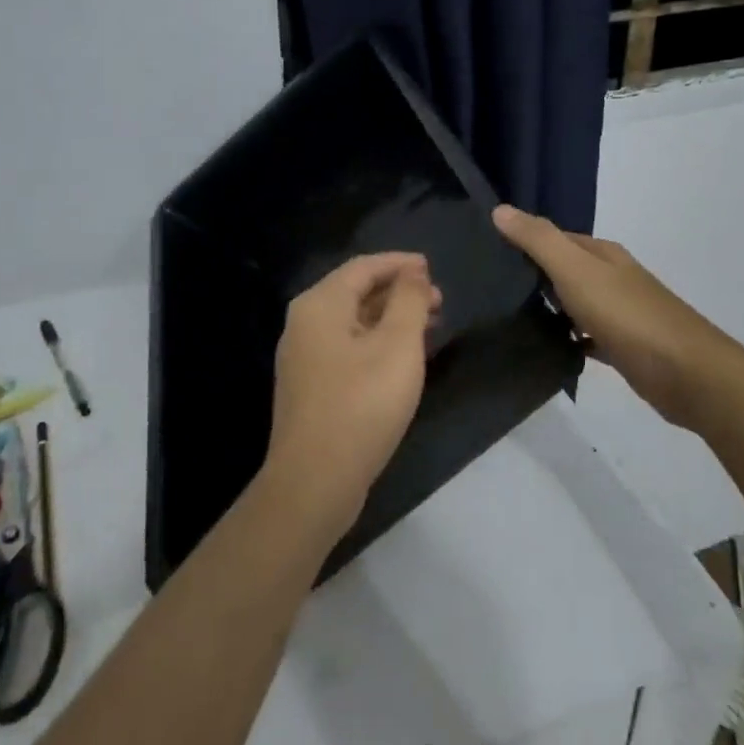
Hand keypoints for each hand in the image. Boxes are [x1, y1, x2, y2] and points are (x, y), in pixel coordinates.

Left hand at [260, 253, 440, 538]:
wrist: (315, 481)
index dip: (400, 263)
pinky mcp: (311, 387)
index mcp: (320, 305)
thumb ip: (409, 301)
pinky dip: (377, 343)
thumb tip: (413, 273)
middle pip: (356, 293)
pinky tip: (404, 359)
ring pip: (353, 323)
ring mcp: (304, 358)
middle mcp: (304, 324)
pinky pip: (348, 348)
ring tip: (430, 326)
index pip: (363, 267)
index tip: (432, 267)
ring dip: (391, 319)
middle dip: (399, 292)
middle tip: (439, 301)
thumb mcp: (398, 346)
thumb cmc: (361, 404)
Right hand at [493, 205, 743, 428]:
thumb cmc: (627, 315)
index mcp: (603, 254)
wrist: (686, 373)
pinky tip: (545, 349)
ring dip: (549, 308)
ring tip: (506, 318)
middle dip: (532, 275)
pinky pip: (586, 337)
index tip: (486, 253)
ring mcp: (621, 313)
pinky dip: (568, 339)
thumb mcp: (576, 270)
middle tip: (487, 288)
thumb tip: (499, 209)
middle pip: (565, 269)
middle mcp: (612, 277)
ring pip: (575, 303)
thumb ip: (539, 240)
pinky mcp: (624, 347)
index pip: (555, 237)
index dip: (524, 241)